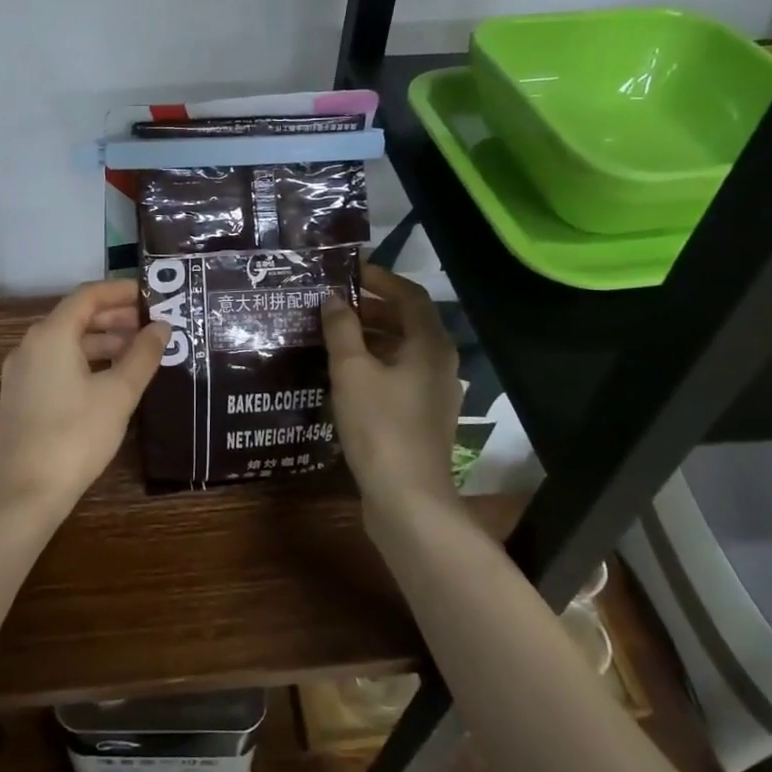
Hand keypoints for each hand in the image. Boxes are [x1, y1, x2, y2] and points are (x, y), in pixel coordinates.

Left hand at [0, 279, 168, 509]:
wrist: (26, 492)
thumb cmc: (76, 435)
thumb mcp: (118, 393)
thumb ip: (143, 355)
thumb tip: (162, 327)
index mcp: (51, 335)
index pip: (88, 296)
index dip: (121, 291)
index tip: (151, 295)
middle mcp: (30, 345)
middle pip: (76, 317)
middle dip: (115, 318)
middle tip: (152, 325)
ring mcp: (22, 371)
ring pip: (67, 342)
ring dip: (102, 342)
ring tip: (138, 353)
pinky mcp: (22, 395)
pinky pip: (57, 363)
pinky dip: (85, 361)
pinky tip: (111, 379)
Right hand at [322, 264, 462, 513]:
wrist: (408, 498)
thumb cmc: (380, 426)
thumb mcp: (352, 371)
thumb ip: (341, 328)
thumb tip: (332, 298)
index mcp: (429, 344)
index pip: (409, 295)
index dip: (380, 279)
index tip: (348, 272)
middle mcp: (439, 363)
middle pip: (407, 321)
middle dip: (371, 308)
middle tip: (334, 303)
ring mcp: (434, 392)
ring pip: (402, 350)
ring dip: (370, 336)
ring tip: (332, 334)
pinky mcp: (422, 416)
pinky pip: (399, 375)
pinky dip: (374, 363)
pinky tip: (344, 375)